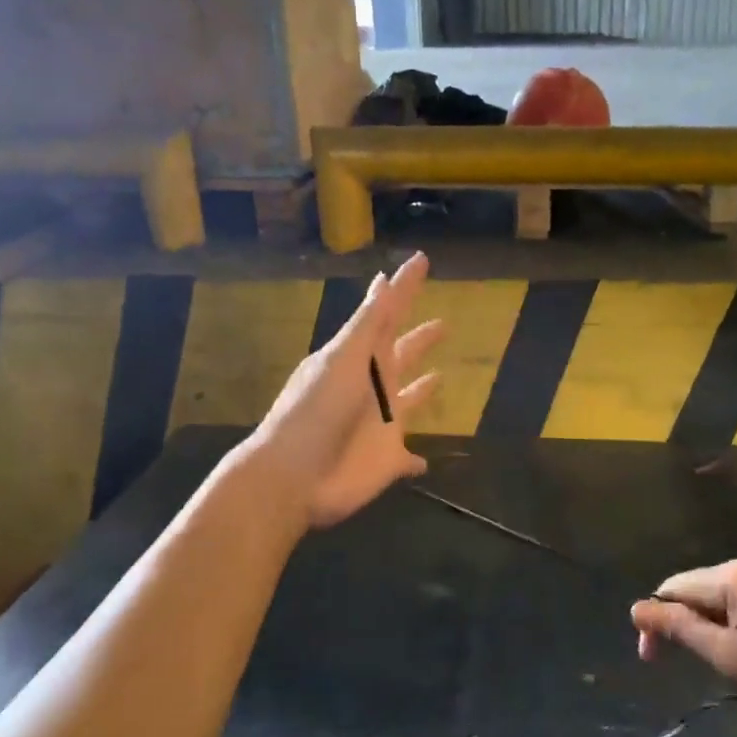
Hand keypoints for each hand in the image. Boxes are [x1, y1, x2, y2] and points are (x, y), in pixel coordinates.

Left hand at [251, 253, 442, 527]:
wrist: (293, 475)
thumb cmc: (316, 411)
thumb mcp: (342, 359)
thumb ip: (369, 325)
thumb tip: (384, 280)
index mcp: (361, 358)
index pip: (388, 314)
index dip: (404, 288)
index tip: (420, 261)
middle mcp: (374, 387)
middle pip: (403, 356)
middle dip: (420, 339)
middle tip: (443, 324)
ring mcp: (382, 424)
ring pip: (408, 402)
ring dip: (422, 390)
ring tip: (439, 378)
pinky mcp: (388, 461)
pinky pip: (408, 459)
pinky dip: (417, 461)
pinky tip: (424, 463)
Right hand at [630, 560, 736, 725]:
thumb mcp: (729, 656)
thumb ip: (681, 629)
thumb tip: (637, 607)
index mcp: (731, 576)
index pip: (673, 588)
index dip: (654, 621)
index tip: (651, 661)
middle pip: (697, 590)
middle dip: (681, 625)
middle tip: (680, 667)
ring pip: (722, 600)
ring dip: (708, 629)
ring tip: (716, 665)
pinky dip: (732, 628)